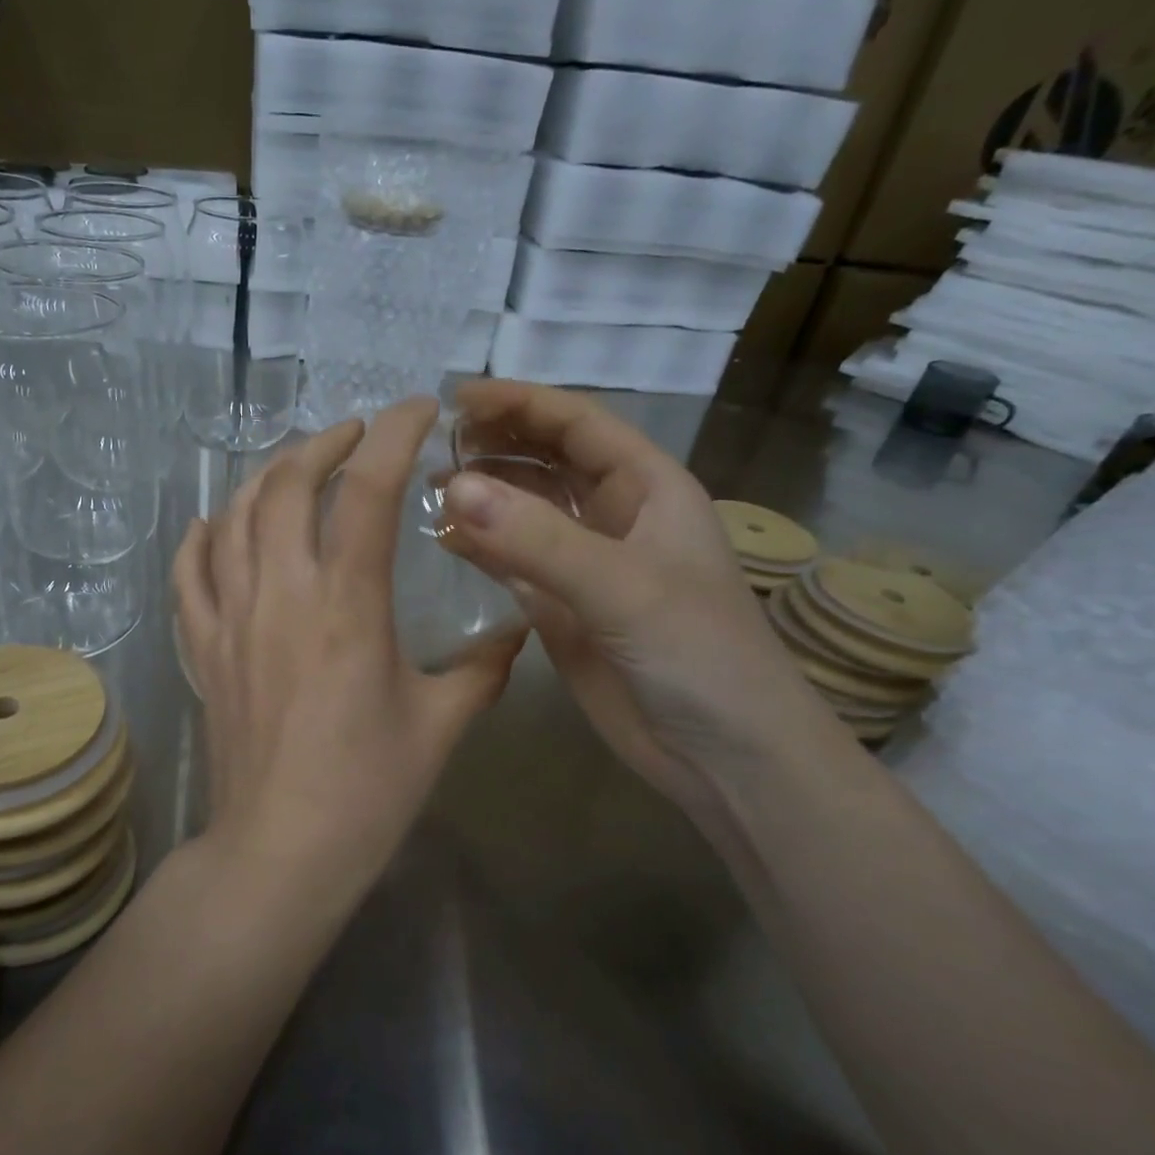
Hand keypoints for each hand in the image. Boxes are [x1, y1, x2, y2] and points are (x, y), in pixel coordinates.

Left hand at [173, 398, 523, 899]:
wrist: (281, 850)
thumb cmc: (368, 790)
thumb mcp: (441, 724)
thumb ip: (484, 668)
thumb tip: (518, 634)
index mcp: (349, 606)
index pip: (368, 490)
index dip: (394, 434)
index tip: (416, 409)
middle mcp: (282, 595)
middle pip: (287, 483)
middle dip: (324, 443)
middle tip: (355, 436)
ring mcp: (230, 618)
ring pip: (234, 516)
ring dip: (266, 476)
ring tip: (297, 468)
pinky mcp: (202, 649)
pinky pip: (189, 572)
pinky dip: (203, 535)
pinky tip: (218, 524)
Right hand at [439, 380, 839, 827]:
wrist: (725, 756)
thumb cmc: (698, 656)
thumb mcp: (622, 588)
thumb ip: (538, 539)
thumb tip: (454, 488)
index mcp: (647, 489)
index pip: (578, 424)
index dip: (520, 403)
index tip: (456, 398)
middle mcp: (614, 517)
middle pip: (547, 460)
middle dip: (497, 444)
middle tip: (435, 444)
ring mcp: (585, 566)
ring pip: (525, 511)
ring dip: (484, 495)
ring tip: (429, 486)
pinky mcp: (562, 610)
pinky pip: (512, 564)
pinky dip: (479, 548)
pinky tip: (443, 539)